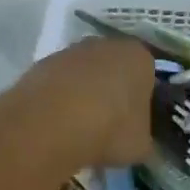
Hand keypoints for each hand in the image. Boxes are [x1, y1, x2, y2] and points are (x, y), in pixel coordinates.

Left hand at [8, 38, 155, 169]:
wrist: (52, 123)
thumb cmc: (110, 129)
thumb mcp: (140, 145)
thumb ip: (143, 136)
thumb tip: (137, 139)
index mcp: (139, 57)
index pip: (147, 74)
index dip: (142, 99)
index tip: (134, 122)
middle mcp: (106, 44)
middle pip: (114, 67)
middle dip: (111, 91)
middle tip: (107, 124)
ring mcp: (71, 51)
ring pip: (84, 73)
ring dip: (83, 93)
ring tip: (78, 128)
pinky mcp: (42, 63)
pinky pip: (58, 82)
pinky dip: (58, 99)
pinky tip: (55, 124)